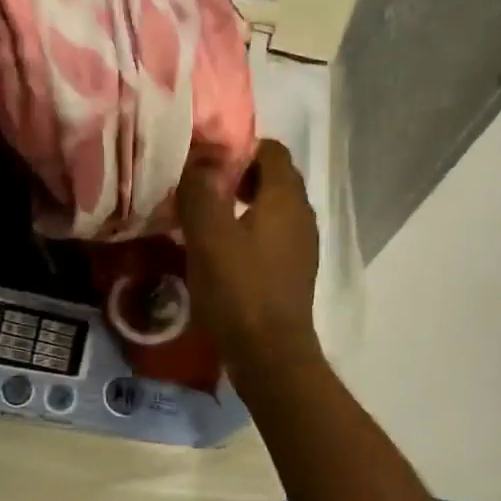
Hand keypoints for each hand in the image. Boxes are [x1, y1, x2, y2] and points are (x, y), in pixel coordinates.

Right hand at [177, 139, 321, 377]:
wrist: (270, 354)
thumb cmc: (238, 288)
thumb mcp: (208, 234)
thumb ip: (201, 189)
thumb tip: (199, 157)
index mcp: (286, 198)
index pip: (271, 150)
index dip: (238, 147)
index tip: (203, 159)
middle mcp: (301, 215)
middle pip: (272, 178)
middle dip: (236, 175)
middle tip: (198, 186)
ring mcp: (301, 245)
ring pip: (271, 208)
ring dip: (239, 204)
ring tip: (203, 216)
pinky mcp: (293, 271)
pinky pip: (270, 235)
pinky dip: (247, 231)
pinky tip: (219, 250)